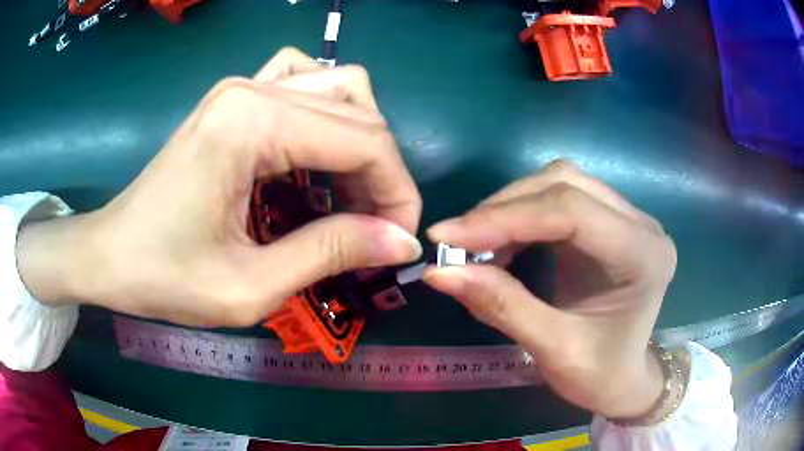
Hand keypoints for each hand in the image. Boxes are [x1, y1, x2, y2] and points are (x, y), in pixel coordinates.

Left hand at [17, 48, 421, 326]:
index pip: (364, 139)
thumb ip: (330, 253)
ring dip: (360, 138)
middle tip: (374, 227)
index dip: (397, 191)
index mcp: (252, 123)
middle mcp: (253, 89)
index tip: (398, 241)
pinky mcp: (234, 99)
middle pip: (358, 109)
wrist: (109, 254)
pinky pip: (303, 81)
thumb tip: (400, 241)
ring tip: (347, 192)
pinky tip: (313, 152)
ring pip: (339, 86)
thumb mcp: (249, 286)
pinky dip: (327, 113)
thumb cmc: (164, 278)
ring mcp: (242, 87)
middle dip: (383, 171)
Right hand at [423, 160, 676, 418]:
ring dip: (511, 207)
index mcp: (643, 256)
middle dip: (504, 208)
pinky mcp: (608, 221)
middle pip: (565, 184)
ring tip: (476, 243)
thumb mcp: (552, 349)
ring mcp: (626, 218)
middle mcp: (641, 224)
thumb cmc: (598, 374)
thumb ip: (501, 306)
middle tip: (457, 241)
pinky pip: (559, 199)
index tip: (447, 237)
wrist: (623, 379)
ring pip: (560, 182)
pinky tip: (503, 241)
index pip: (571, 211)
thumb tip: (438, 271)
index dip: (505, 218)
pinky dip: (522, 216)